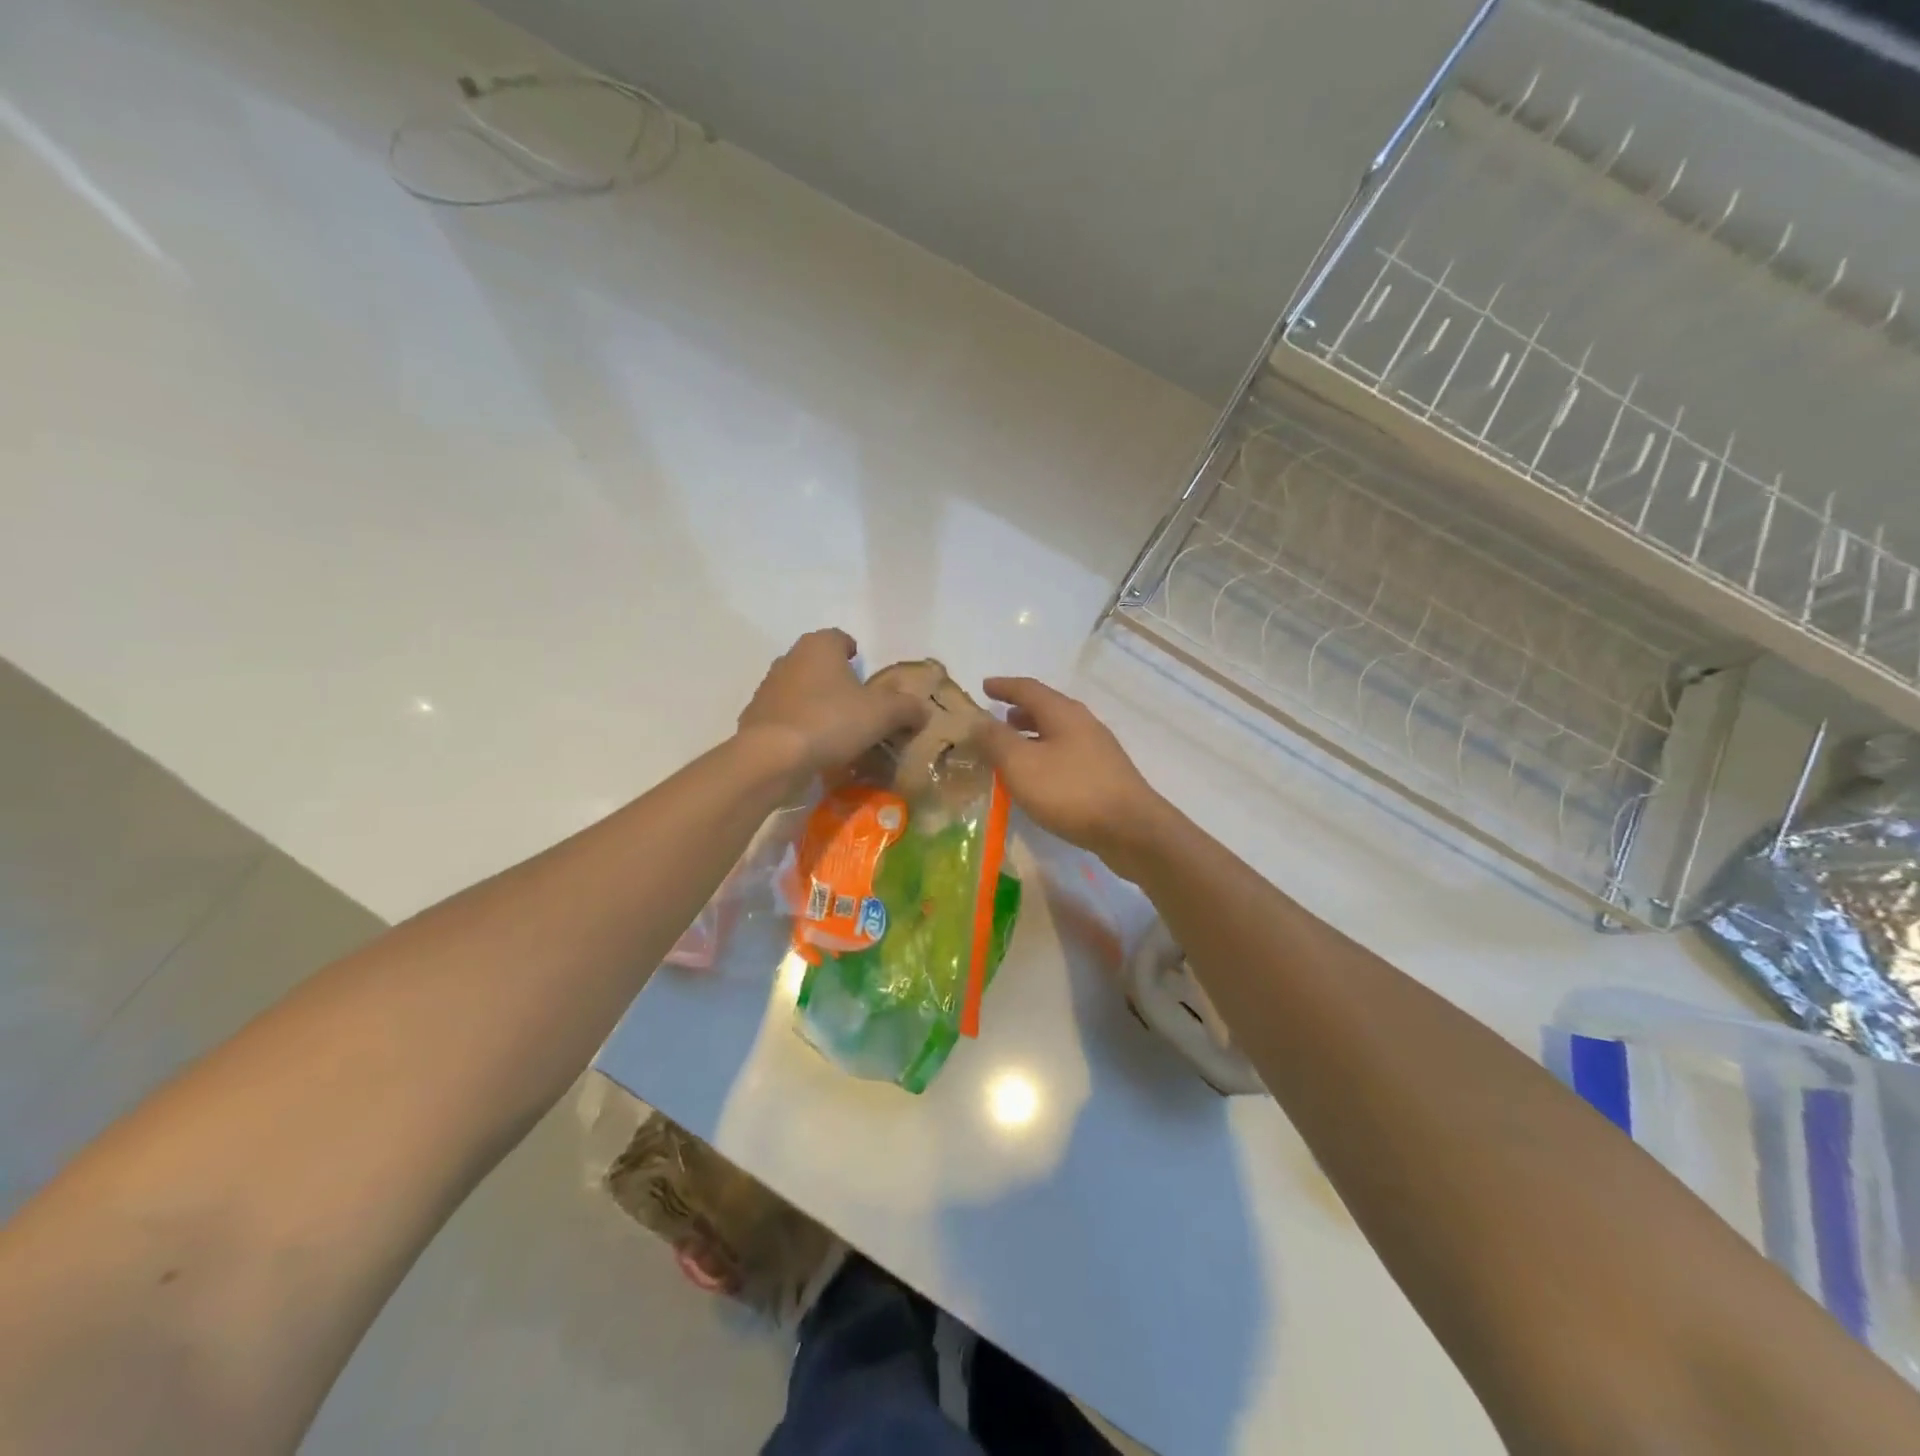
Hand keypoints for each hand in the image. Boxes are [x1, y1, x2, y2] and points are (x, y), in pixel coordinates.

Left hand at [738, 630, 928, 783]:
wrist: (772, 757)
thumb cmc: (831, 721)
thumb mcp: (883, 714)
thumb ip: (907, 708)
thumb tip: (922, 710)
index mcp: (819, 646)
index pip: (840, 638)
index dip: (854, 652)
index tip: (865, 671)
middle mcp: (790, 659)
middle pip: (818, 663)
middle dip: (836, 679)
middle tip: (857, 703)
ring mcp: (768, 688)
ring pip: (800, 689)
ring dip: (816, 703)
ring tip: (836, 729)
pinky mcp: (755, 717)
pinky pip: (785, 717)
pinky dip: (798, 726)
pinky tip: (812, 747)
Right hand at [971, 676, 1166, 868]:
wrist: (1131, 830)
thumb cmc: (1070, 791)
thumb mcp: (1021, 764)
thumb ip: (996, 740)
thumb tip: (978, 721)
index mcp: (1063, 713)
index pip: (1028, 689)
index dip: (1004, 687)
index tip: (985, 686)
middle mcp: (1083, 724)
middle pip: (1047, 709)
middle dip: (1020, 711)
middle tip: (998, 718)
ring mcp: (1098, 750)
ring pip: (1058, 733)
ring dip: (1033, 735)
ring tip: (1013, 748)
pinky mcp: (1105, 776)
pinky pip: (1067, 755)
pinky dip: (1046, 756)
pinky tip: (1039, 778)